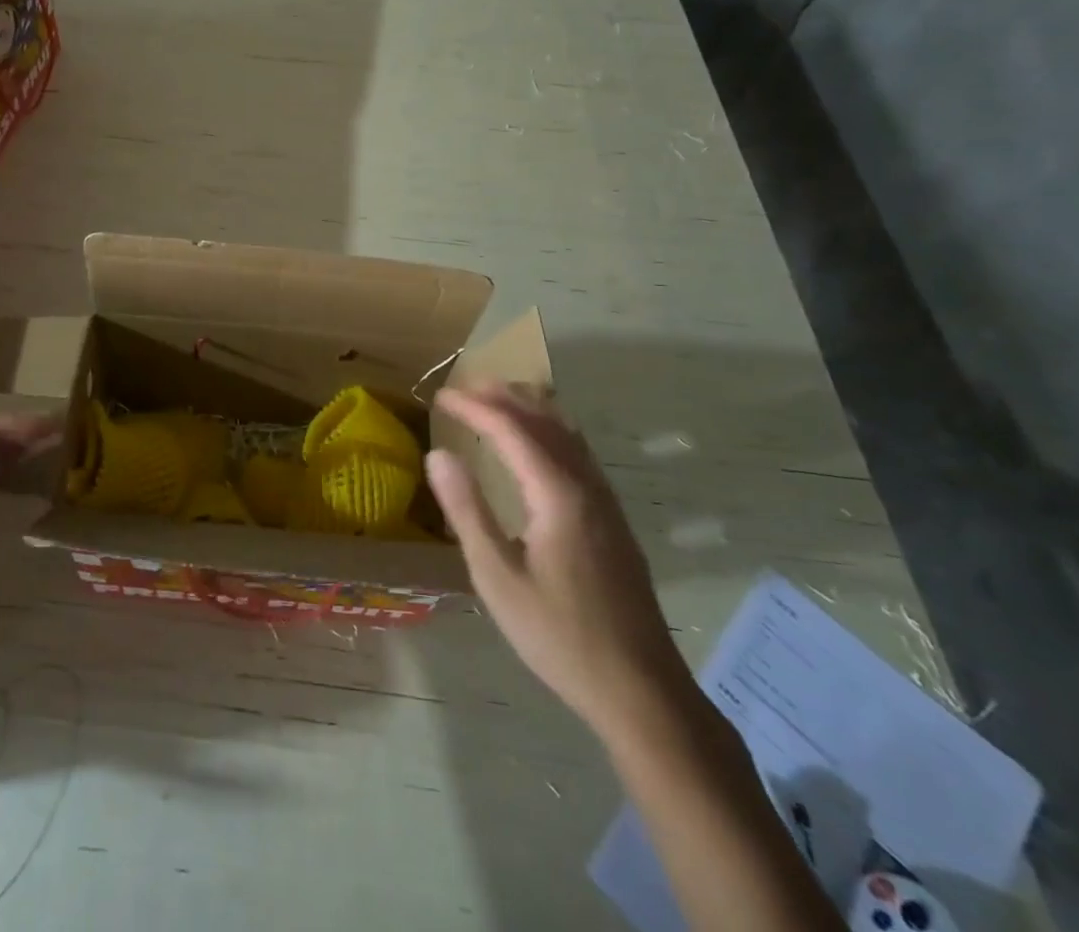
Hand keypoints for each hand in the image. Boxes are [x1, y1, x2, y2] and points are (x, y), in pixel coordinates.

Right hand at [428, 382, 693, 741]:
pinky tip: (536, 445)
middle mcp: (587, 484)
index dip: (473, 407)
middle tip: (463, 388)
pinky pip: (578, 451)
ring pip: (568, 431)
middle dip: (503, 395)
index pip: (511, 428)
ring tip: (494, 400)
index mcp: (558, 493)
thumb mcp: (497, 577)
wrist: (640, 689)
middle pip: (545, 418)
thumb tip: (439, 454)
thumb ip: (467, 510)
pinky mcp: (612, 518)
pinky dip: (549, 429)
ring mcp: (606, 501)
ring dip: (529, 407)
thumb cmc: (559, 635)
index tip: (439, 398)